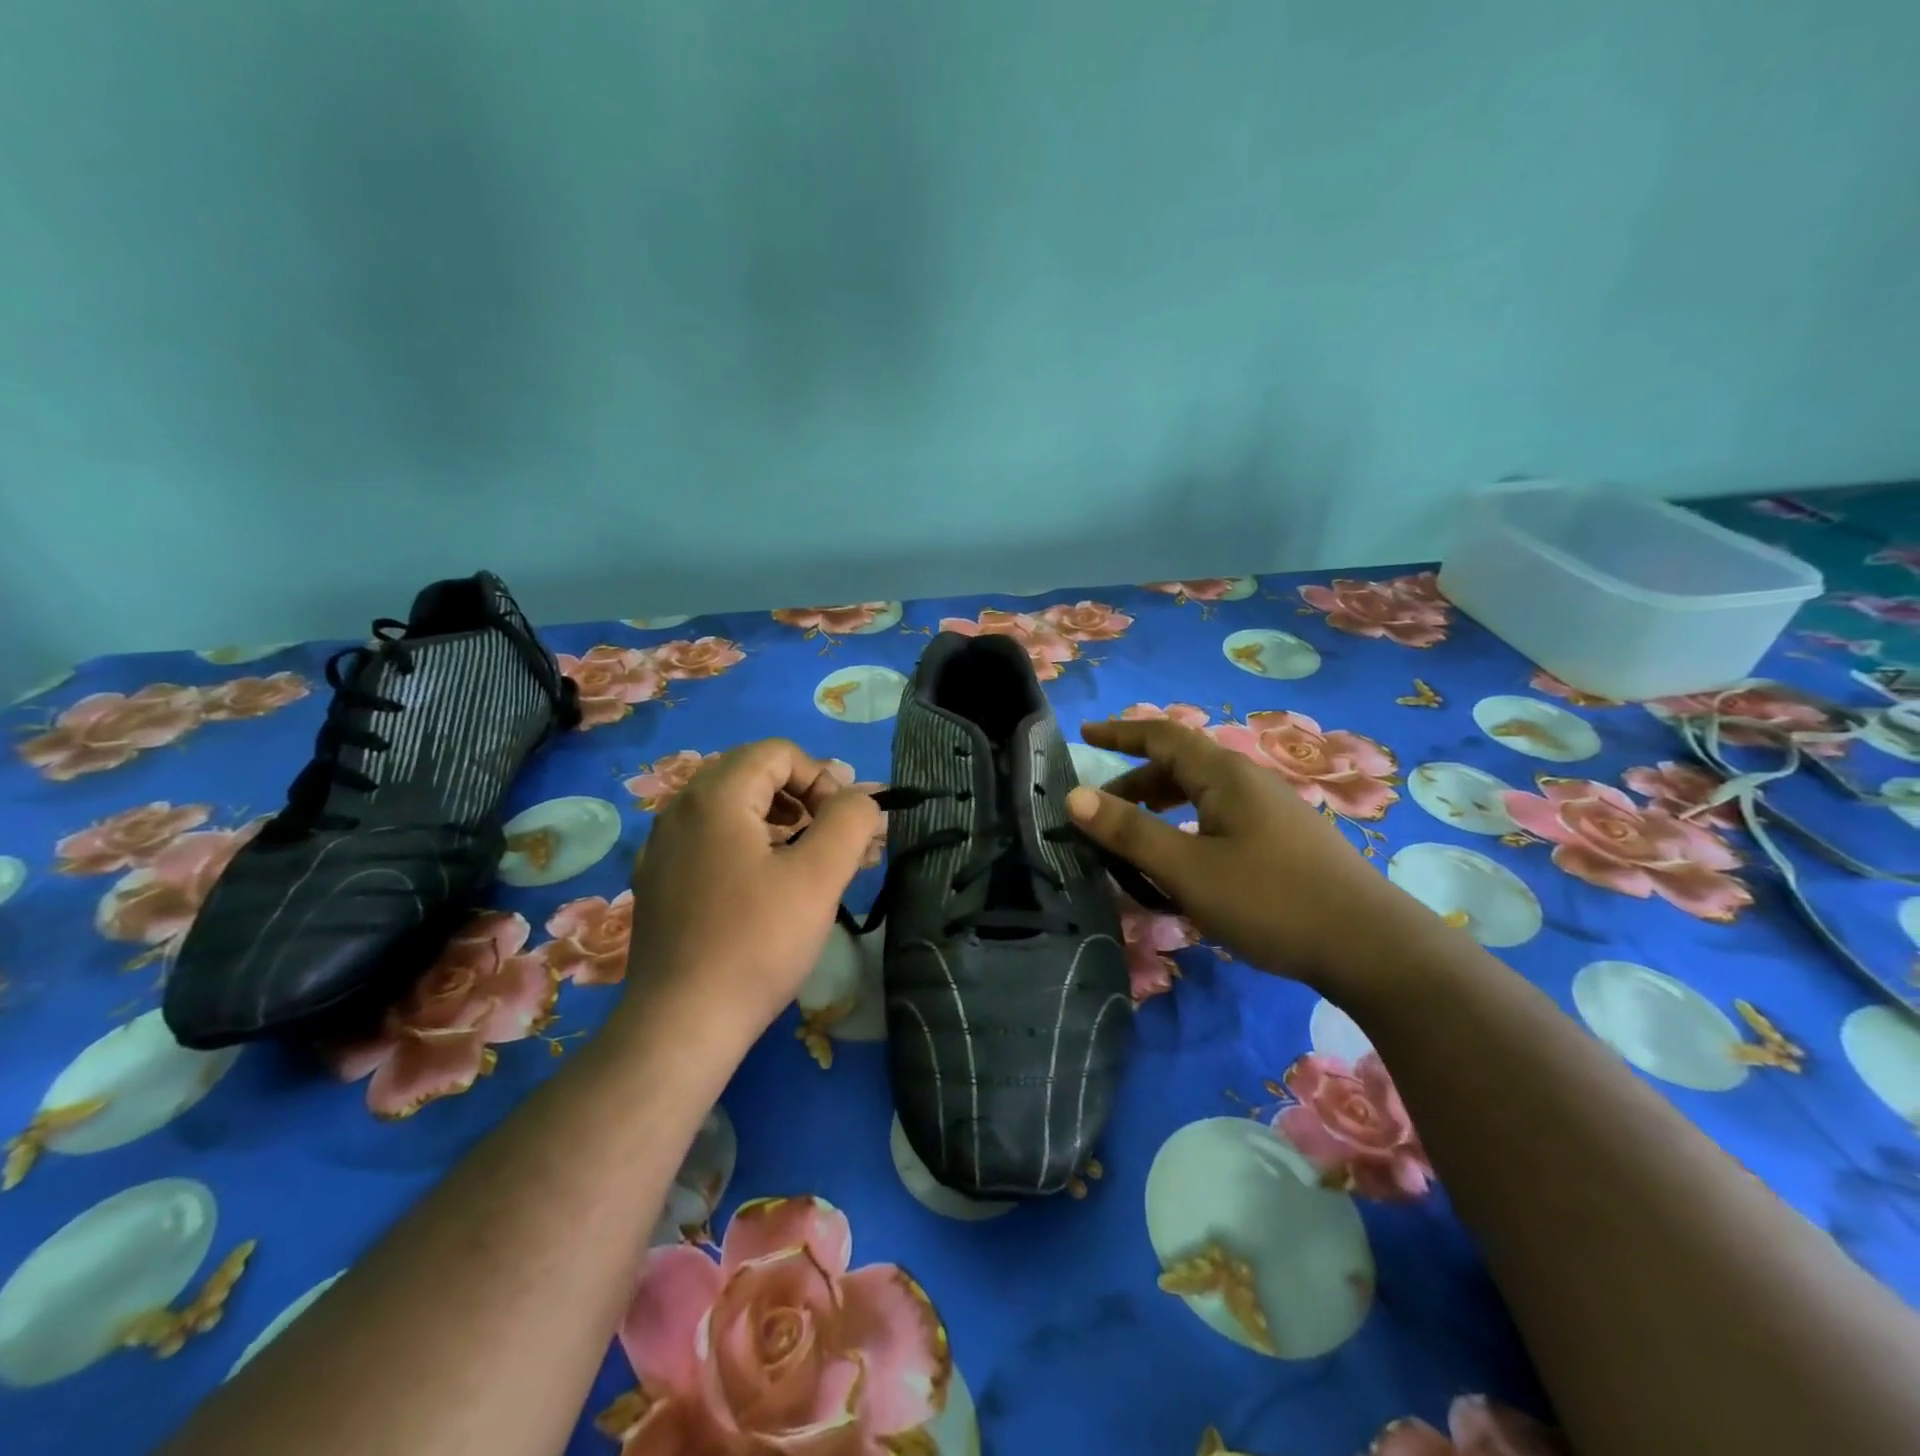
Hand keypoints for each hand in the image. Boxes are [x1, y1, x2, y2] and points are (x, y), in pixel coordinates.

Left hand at [623, 739, 880, 1045]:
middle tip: (835, 842)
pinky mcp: (658, 883)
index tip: (844, 825)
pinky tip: (768, 890)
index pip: (779, 753)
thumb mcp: (818, 876)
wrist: (681, 1025)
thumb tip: (862, 797)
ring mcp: (662, 848)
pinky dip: (749, 848)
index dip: (823, 779)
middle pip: (754, 776)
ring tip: (810, 865)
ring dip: (781, 824)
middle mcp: (679, 810)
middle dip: (805, 800)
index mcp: (714, 797)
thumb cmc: (757, 942)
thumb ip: (850, 820)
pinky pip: (712, 842)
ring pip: (733, 811)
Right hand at [1066, 718, 1407, 987]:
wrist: (1372, 947)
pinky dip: (1186, 830)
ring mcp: (1271, 812)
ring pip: (1201, 796)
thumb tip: (1074, 796)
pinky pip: (1219, 820)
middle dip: (1134, 784)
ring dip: (1160, 810)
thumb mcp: (1188, 869)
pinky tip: (1184, 867)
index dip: (1120, 733)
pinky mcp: (1284, 841)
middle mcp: (1249, 782)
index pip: (1162, 735)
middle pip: (1180, 766)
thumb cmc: (1271, 901)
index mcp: (1225, 775)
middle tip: (1098, 814)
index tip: (1083, 736)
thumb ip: (1130, 832)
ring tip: (1134, 843)